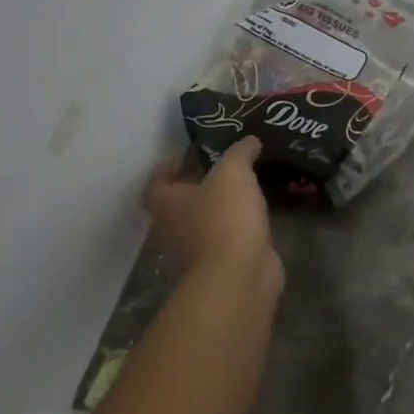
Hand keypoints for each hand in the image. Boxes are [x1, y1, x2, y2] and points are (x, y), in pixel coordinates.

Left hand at [145, 138, 281, 294]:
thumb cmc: (224, 216)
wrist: (238, 273)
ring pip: (204, 218)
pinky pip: (227, 233)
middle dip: (198, 183)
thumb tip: (249, 140)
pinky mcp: (222, 260)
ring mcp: (197, 248)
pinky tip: (257, 207)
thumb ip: (240, 152)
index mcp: (167, 203)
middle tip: (223, 164)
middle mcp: (174, 227)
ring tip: (246, 182)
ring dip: (220, 203)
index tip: (188, 153)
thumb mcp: (233, 171)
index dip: (167, 167)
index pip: (155, 183)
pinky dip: (238, 221)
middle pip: (179, 202)